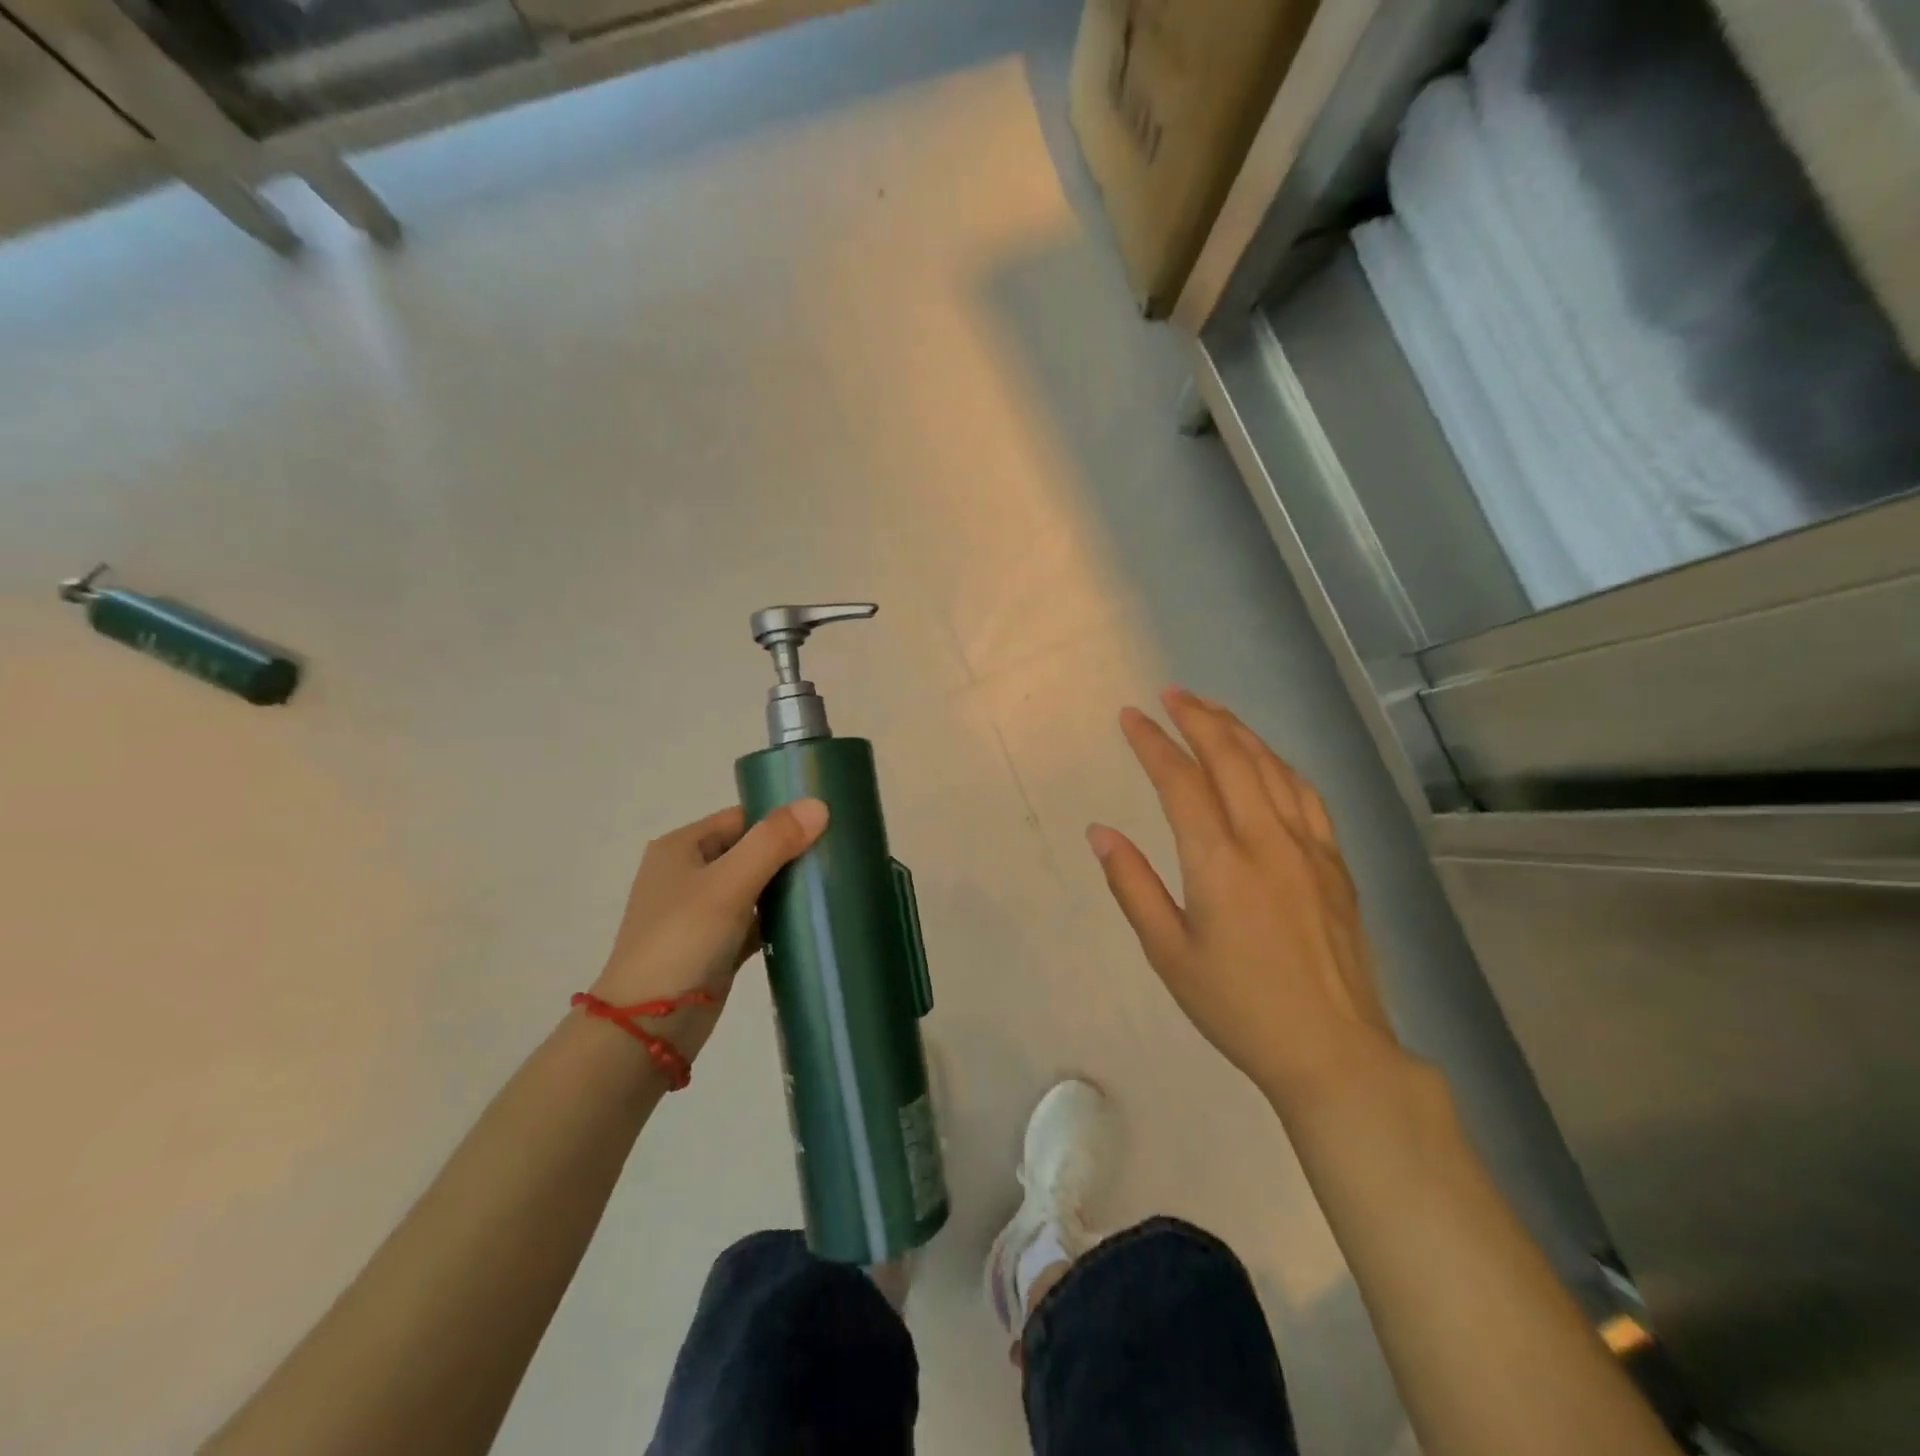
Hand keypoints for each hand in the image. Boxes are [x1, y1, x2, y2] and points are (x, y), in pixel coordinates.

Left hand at [588, 799, 828, 1066]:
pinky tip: (813, 919)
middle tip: (837, 854)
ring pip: (755, 887)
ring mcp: (702, 913)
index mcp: (682, 848)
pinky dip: (779, 919)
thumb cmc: (682, 941)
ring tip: (833, 882)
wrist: (648, 1028)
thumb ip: (773, 842)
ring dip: (787, 886)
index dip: (780, 818)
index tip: (826, 824)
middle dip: (789, 853)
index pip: (740, 818)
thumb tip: (819, 805)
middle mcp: (689, 874)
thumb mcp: (728, 884)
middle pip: (750, 850)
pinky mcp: (716, 946)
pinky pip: (755, 921)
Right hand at [1088, 689, 1411, 1118]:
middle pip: (1231, 758)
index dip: (1152, 743)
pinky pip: (1306, 794)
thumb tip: (1100, 832)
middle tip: (1171, 694)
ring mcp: (1308, 848)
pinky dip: (1279, 764)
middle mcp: (1266, 840)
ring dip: (1239, 732)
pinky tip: (1267, 759)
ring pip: (1272, 768)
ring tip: (1212, 711)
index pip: (1180, 781)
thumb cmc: (1238, 1007)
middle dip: (1197, 718)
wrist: (1333, 1051)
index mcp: (1218, 862)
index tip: (1130, 716)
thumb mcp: (1168, 953)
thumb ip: (1132, 885)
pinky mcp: (1335, 863)